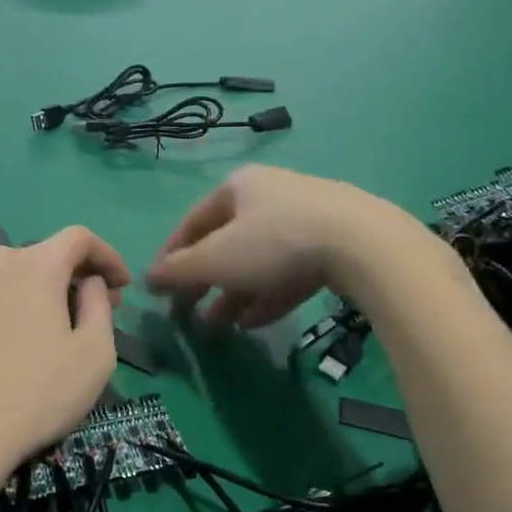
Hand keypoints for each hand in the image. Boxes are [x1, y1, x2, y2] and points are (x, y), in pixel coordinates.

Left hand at [0, 227, 130, 486]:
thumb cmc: (40, 393)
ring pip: (8, 269)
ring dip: (35, 283)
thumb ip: (99, 305)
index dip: (107, 255)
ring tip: (48, 315)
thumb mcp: (95, 353)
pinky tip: (5, 330)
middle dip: (75, 272)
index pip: (79, 238)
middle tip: (95, 305)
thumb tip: (90, 282)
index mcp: (38, 267)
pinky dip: (2, 300)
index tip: (122, 285)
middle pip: (43, 252)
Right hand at [145, 165, 402, 326]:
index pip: (193, 222)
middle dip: (206, 281)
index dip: (172, 256)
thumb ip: (178, 270)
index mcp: (239, 186)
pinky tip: (256, 322)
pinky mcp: (335, 243)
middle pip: (227, 242)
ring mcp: (308, 217)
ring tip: (221, 325)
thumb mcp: (216, 259)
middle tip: (190, 313)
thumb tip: (148, 279)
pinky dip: (269, 294)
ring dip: (235, 293)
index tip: (160, 288)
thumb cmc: (275, 242)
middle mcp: (271, 194)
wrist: (364, 243)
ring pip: (260, 260)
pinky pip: (290, 270)